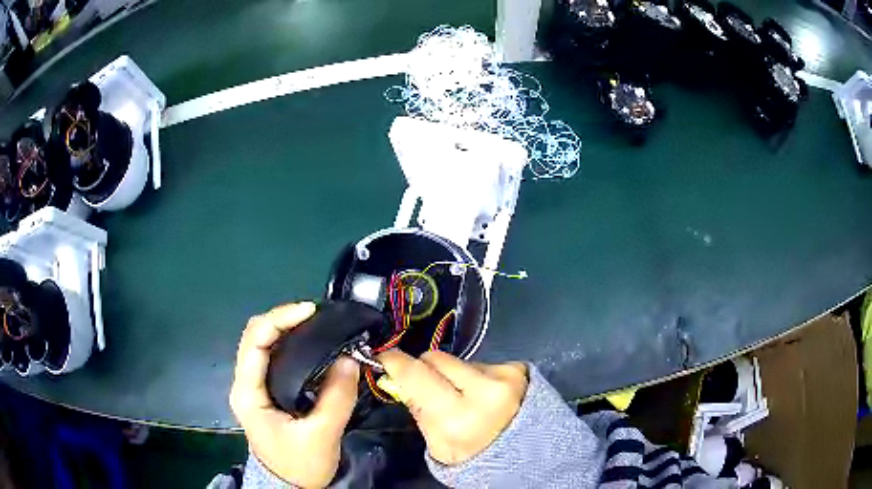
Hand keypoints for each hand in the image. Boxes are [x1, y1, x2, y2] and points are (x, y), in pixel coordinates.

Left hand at [230, 302, 359, 487]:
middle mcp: (244, 384)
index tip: (311, 311)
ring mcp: (252, 387)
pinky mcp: (264, 392)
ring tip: (316, 325)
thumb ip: (337, 397)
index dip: (280, 318)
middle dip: (283, 319)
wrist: (289, 486)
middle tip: (316, 316)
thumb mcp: (322, 435)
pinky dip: (288, 344)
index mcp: (248, 392)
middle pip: (255, 336)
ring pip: (262, 344)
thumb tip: (350, 358)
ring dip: (285, 329)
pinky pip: (271, 357)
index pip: (255, 340)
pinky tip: (309, 345)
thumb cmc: (300, 464)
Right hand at [377, 350, 527, 465]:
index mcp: (458, 417)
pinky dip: (475, 375)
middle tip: (428, 386)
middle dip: (424, 368)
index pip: (416, 374)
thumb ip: (417, 409)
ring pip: (458, 360)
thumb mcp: (437, 445)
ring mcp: (503, 376)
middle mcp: (483, 391)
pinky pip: (480, 362)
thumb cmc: (475, 456)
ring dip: (453, 373)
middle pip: (435, 358)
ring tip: (463, 396)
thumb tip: (398, 378)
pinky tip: (483, 394)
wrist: (526, 452)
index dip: (395, 362)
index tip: (384, 357)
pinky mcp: (516, 368)